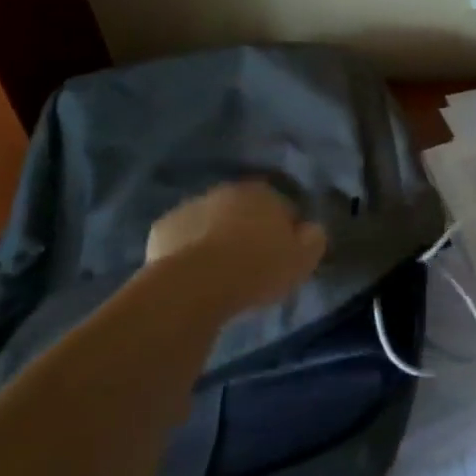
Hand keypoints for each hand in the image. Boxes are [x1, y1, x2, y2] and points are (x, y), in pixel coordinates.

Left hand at [144, 181, 326, 315]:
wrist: (196, 284)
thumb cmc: (258, 268)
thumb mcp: (304, 259)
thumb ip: (314, 238)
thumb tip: (312, 229)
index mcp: (263, 193)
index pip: (283, 207)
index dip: (286, 231)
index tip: (284, 255)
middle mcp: (225, 191)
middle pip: (243, 211)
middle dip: (248, 230)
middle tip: (252, 264)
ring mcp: (189, 207)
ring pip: (210, 222)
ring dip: (216, 238)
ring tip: (222, 273)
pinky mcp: (161, 229)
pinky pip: (182, 239)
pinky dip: (188, 251)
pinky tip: (195, 274)